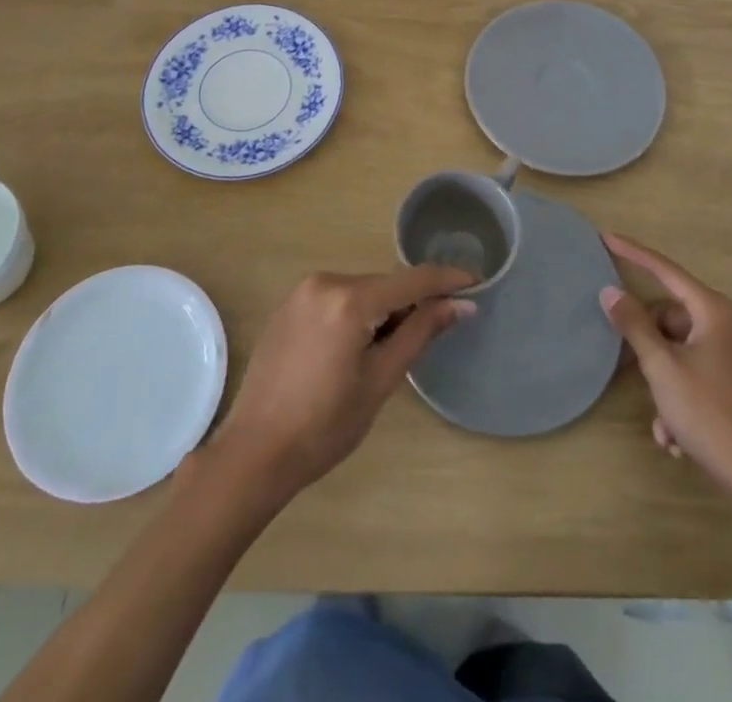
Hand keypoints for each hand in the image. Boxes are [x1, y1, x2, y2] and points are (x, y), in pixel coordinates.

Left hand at [202, 265, 475, 505]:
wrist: (254, 452)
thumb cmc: (324, 425)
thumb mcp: (381, 379)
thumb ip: (421, 332)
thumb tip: (461, 304)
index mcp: (350, 299)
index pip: (412, 279)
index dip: (447, 279)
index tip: (477, 282)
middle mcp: (326, 281)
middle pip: (385, 285)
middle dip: (411, 304)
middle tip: (430, 335)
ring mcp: (302, 291)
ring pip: (362, 291)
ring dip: (383, 310)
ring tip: (386, 353)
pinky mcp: (289, 305)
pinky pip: (337, 298)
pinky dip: (356, 313)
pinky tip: (354, 349)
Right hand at [600, 234, 731, 510]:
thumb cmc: (711, 415)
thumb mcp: (663, 368)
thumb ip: (634, 325)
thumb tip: (610, 291)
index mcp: (713, 311)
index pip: (665, 269)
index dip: (633, 252)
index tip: (605, 237)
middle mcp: (726, 325)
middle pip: (669, 315)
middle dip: (645, 344)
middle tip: (622, 364)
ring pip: (678, 349)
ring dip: (660, 380)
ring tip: (659, 418)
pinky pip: (693, 373)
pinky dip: (677, 397)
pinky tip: (672, 435)